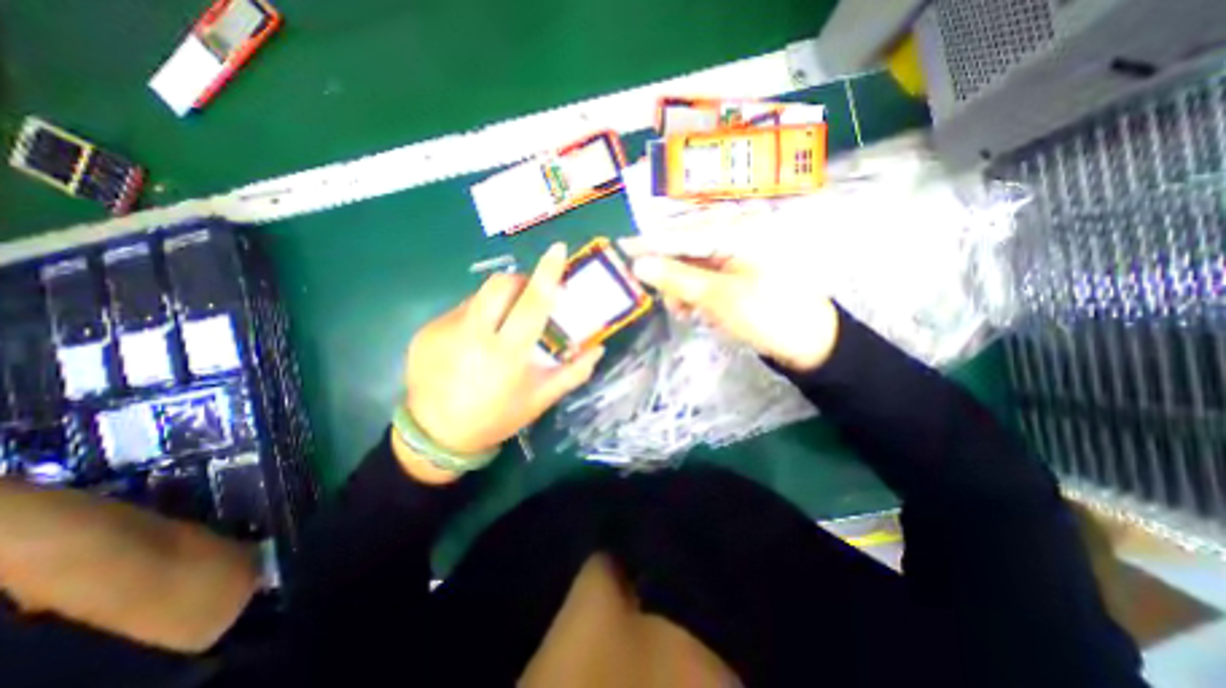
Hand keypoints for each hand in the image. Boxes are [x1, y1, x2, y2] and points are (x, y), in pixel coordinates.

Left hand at [405, 244, 603, 457]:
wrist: (436, 436)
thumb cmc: (497, 417)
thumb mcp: (541, 399)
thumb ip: (573, 372)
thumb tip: (598, 348)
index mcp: (506, 354)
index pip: (531, 304)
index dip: (547, 275)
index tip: (558, 250)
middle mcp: (473, 335)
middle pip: (499, 285)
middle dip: (520, 282)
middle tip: (529, 297)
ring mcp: (444, 330)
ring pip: (479, 296)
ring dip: (498, 303)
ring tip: (500, 328)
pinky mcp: (426, 331)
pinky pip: (460, 311)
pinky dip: (476, 318)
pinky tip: (475, 343)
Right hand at [627, 234, 839, 371]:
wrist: (809, 343)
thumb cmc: (768, 315)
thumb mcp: (718, 298)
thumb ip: (677, 278)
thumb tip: (639, 265)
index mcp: (738, 231)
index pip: (682, 234)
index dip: (651, 244)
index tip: (622, 249)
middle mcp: (737, 235)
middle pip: (686, 248)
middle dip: (672, 276)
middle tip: (667, 302)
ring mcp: (738, 255)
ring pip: (694, 266)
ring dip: (684, 289)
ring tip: (686, 313)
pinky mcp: (738, 273)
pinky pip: (706, 277)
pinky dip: (697, 294)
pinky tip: (698, 311)